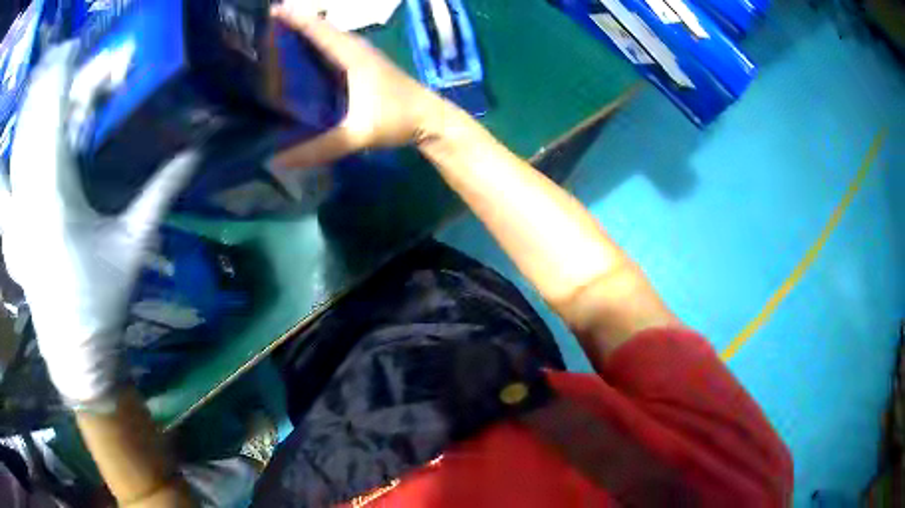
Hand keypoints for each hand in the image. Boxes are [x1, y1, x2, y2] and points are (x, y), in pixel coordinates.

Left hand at [0, 43, 199, 403]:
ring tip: (36, 85)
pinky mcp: (12, 235)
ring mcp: (17, 221)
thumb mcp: (134, 247)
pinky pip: (5, 190)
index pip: (53, 122)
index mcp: (58, 201)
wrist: (74, 355)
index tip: (71, 50)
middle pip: (31, 128)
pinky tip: (10, 151)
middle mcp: (29, 204)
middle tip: (57, 56)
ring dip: (25, 114)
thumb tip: (195, 153)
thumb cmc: (103, 304)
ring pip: (16, 153)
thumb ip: (159, 194)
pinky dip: (8, 162)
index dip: (60, 81)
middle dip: (42, 88)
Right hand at [270, 4, 452, 167]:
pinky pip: (335, 48)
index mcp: (354, 57)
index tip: (272, 10)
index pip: (320, 31)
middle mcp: (358, 49)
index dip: (296, 19)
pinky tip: (304, 54)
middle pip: (323, 28)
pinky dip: (318, 44)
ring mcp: (363, 56)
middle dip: (297, 21)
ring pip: (330, 36)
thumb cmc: (397, 120)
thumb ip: (319, 148)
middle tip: (268, 22)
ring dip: (308, 31)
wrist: (430, 119)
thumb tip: (277, 160)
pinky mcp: (365, 65)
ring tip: (280, 32)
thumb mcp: (357, 135)